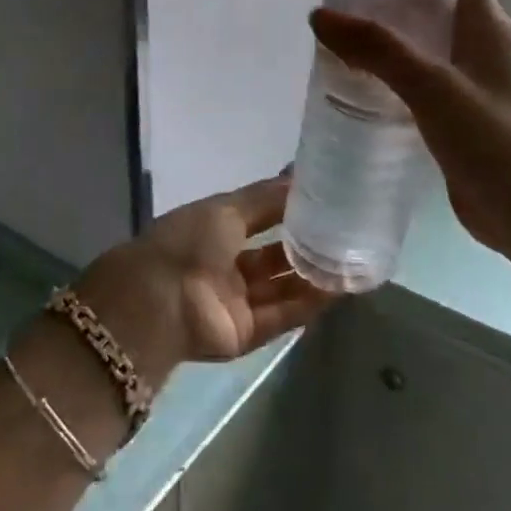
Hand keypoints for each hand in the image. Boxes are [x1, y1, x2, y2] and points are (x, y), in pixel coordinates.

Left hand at [73, 176, 336, 389]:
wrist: (158, 301)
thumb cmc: (188, 241)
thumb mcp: (227, 209)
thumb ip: (266, 197)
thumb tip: (299, 176)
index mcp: (214, 230)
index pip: (259, 218)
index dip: (288, 210)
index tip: (325, 201)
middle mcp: (226, 265)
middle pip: (273, 256)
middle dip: (305, 246)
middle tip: (346, 233)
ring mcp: (236, 301)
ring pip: (282, 287)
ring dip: (313, 276)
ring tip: (352, 260)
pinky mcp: (246, 333)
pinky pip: (283, 315)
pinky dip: (309, 303)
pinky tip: (339, 289)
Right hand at [309, 0, 510, 290]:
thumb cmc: (491, 140)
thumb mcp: (431, 86)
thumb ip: (376, 48)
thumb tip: (321, 15)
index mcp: (490, 29)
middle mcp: (486, 51)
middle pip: (436, 11)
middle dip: (393, 3)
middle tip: (345, 7)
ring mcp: (477, 88)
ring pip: (428, 50)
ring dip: (391, 43)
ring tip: (344, 44)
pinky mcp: (465, 120)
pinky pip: (425, 85)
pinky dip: (395, 78)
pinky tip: (363, 90)